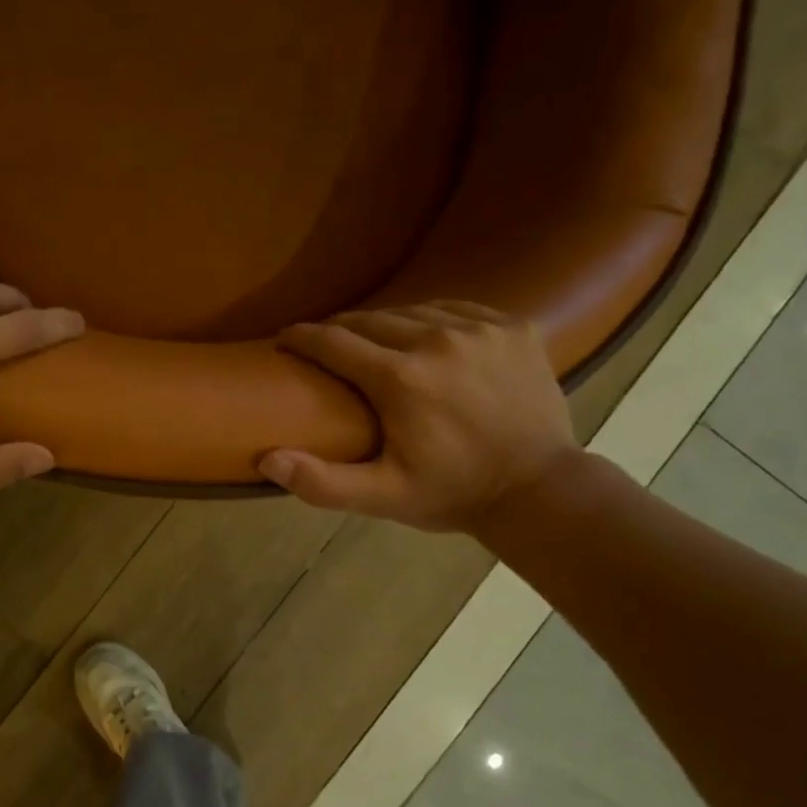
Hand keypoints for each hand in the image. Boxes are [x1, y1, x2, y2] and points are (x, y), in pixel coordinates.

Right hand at [259, 302, 578, 532]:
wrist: (539, 489)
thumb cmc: (452, 493)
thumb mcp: (383, 497)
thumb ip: (322, 481)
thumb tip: (267, 458)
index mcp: (400, 379)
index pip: (333, 342)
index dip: (302, 337)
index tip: (284, 339)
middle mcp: (437, 340)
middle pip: (370, 320)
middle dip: (339, 331)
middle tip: (325, 346)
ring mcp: (480, 329)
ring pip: (412, 311)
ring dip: (384, 325)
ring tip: (372, 343)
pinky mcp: (513, 327)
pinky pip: (456, 309)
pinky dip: (432, 319)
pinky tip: (426, 337)